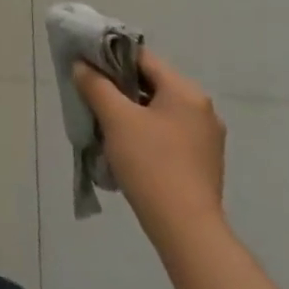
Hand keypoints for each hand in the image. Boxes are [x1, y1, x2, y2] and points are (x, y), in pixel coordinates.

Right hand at [72, 48, 226, 247]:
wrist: (187, 231)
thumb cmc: (151, 164)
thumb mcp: (116, 119)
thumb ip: (95, 85)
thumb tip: (81, 65)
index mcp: (186, 91)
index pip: (143, 59)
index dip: (111, 57)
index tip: (87, 66)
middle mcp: (202, 109)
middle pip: (152, 84)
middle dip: (120, 88)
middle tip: (92, 96)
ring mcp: (207, 138)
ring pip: (159, 110)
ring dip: (132, 112)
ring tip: (105, 124)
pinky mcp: (204, 163)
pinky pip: (169, 133)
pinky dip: (147, 132)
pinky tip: (128, 148)